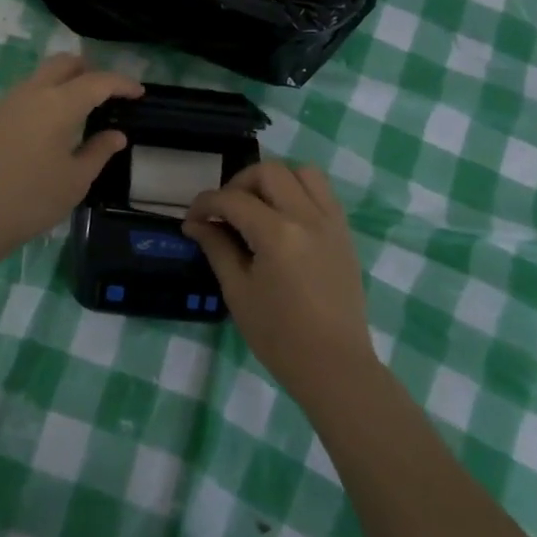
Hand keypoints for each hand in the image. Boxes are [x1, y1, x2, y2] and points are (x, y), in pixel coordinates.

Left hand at [0, 55, 141, 260]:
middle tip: (106, 94)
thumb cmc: (29, 200)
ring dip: (62, 83)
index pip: (98, 81)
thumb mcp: (74, 181)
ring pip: (39, 77)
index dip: (122, 84)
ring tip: (76, 112)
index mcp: (58, 104)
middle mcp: (31, 93)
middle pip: (64, 63)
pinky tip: (44, 130)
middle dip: (89, 70)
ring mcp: (4, 103)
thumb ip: (98, 152)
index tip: (138, 92)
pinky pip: (22, 96)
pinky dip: (41, 100)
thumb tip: (116, 134)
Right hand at [184, 162, 376, 403]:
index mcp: (277, 234)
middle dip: (239, 183)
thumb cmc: (279, 336)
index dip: (206, 204)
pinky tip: (284, 218)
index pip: (233, 199)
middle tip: (225, 211)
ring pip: (302, 172)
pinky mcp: (344, 232)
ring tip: (258, 207)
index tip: (192, 219)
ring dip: (274, 181)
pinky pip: (322, 192)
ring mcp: (331, 221)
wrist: (334, 365)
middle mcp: (307, 217)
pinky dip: (299, 192)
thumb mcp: (238, 292)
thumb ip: (217, 248)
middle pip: (269, 171)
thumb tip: (196, 223)